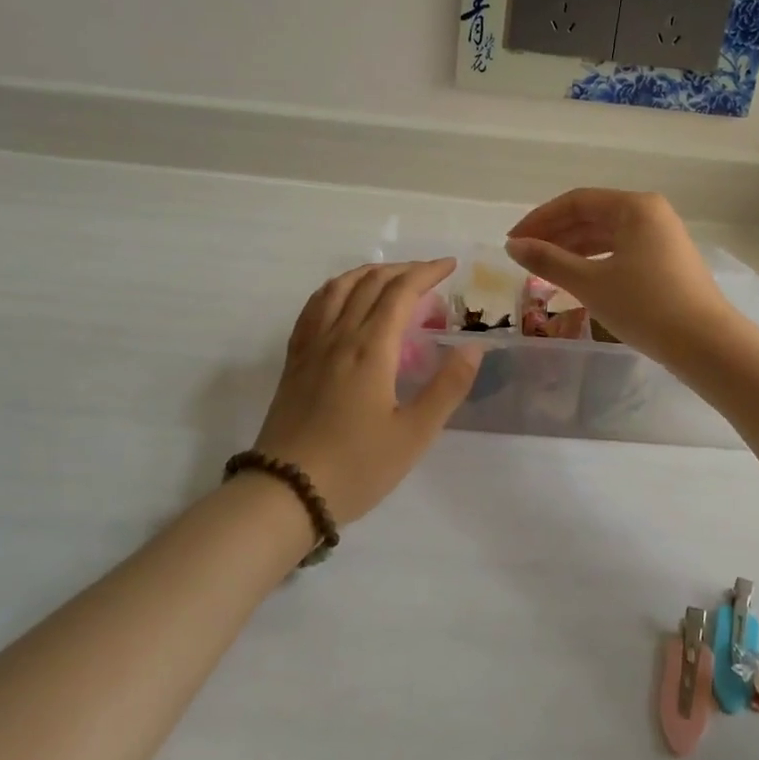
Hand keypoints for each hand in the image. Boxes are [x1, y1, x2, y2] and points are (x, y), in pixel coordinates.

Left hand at [251, 259, 480, 523]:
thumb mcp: (414, 434)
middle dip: (403, 270)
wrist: (285, 493)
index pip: (401, 291)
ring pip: (338, 288)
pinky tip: (341, 298)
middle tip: (430, 274)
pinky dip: (335, 289)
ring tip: (390, 277)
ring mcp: (312, 346)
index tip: (450, 266)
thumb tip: (474, 347)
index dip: (427, 272)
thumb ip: (447, 387)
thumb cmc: (356, 466)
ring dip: (368, 273)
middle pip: (370, 282)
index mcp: (371, 348)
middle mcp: (340, 336)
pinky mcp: (294, 361)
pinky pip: (314, 308)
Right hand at [503, 189, 736, 365]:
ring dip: (573, 249)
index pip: (576, 202)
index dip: (540, 219)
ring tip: (543, 269)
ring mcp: (662, 237)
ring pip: (606, 235)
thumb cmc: (645, 306)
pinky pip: (621, 251)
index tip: (512, 241)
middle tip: (523, 257)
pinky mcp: (666, 261)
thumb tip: (512, 245)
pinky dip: (594, 261)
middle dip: (555, 234)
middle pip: (592, 215)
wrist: (706, 344)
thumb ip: (548, 261)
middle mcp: (650, 213)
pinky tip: (575, 278)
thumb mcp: (590, 283)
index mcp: (635, 206)